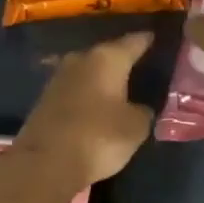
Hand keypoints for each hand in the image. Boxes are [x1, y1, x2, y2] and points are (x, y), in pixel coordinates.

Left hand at [0, 33, 155, 202]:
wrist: (44, 163)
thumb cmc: (97, 137)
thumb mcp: (135, 127)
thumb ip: (143, 112)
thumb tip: (140, 108)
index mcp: (107, 58)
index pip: (135, 41)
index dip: (149, 41)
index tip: (159, 39)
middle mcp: (81, 59)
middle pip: (109, 54)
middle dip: (124, 61)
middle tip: (143, 69)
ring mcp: (59, 77)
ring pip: (89, 71)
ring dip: (102, 79)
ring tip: (121, 89)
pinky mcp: (45, 98)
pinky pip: (75, 89)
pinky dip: (87, 95)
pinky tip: (97, 106)